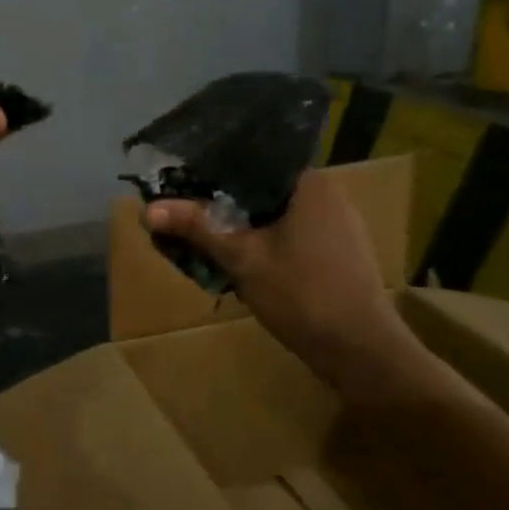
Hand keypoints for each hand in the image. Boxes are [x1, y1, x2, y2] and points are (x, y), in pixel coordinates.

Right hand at [143, 170, 418, 390]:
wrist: (362, 353)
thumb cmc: (303, 294)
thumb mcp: (241, 258)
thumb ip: (196, 227)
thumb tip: (146, 209)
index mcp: (309, 182)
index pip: (254, 157)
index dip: (215, 165)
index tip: (183, 174)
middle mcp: (327, 194)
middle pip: (262, 185)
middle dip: (223, 196)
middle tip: (184, 203)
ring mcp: (337, 225)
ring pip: (275, 211)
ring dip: (242, 221)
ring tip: (203, 226)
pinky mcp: (338, 253)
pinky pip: (290, 232)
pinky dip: (263, 238)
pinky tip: (238, 253)